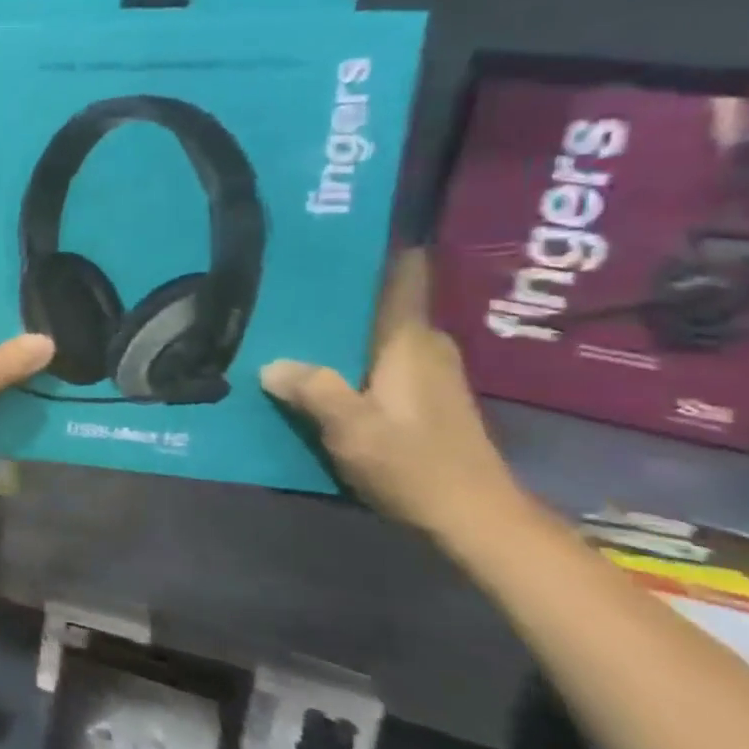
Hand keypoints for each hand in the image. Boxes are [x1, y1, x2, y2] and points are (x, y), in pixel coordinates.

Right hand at [260, 250, 524, 539]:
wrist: (476, 520)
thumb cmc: (416, 465)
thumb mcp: (353, 428)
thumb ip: (313, 390)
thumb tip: (272, 364)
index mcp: (410, 341)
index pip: (404, 276)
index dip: (378, 248)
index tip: (338, 229)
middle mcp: (424, 346)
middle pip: (380, 303)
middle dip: (338, 291)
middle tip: (285, 281)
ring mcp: (426, 373)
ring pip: (375, 333)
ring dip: (338, 328)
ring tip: (288, 320)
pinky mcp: (421, 398)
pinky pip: (376, 359)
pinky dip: (346, 356)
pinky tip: (312, 367)